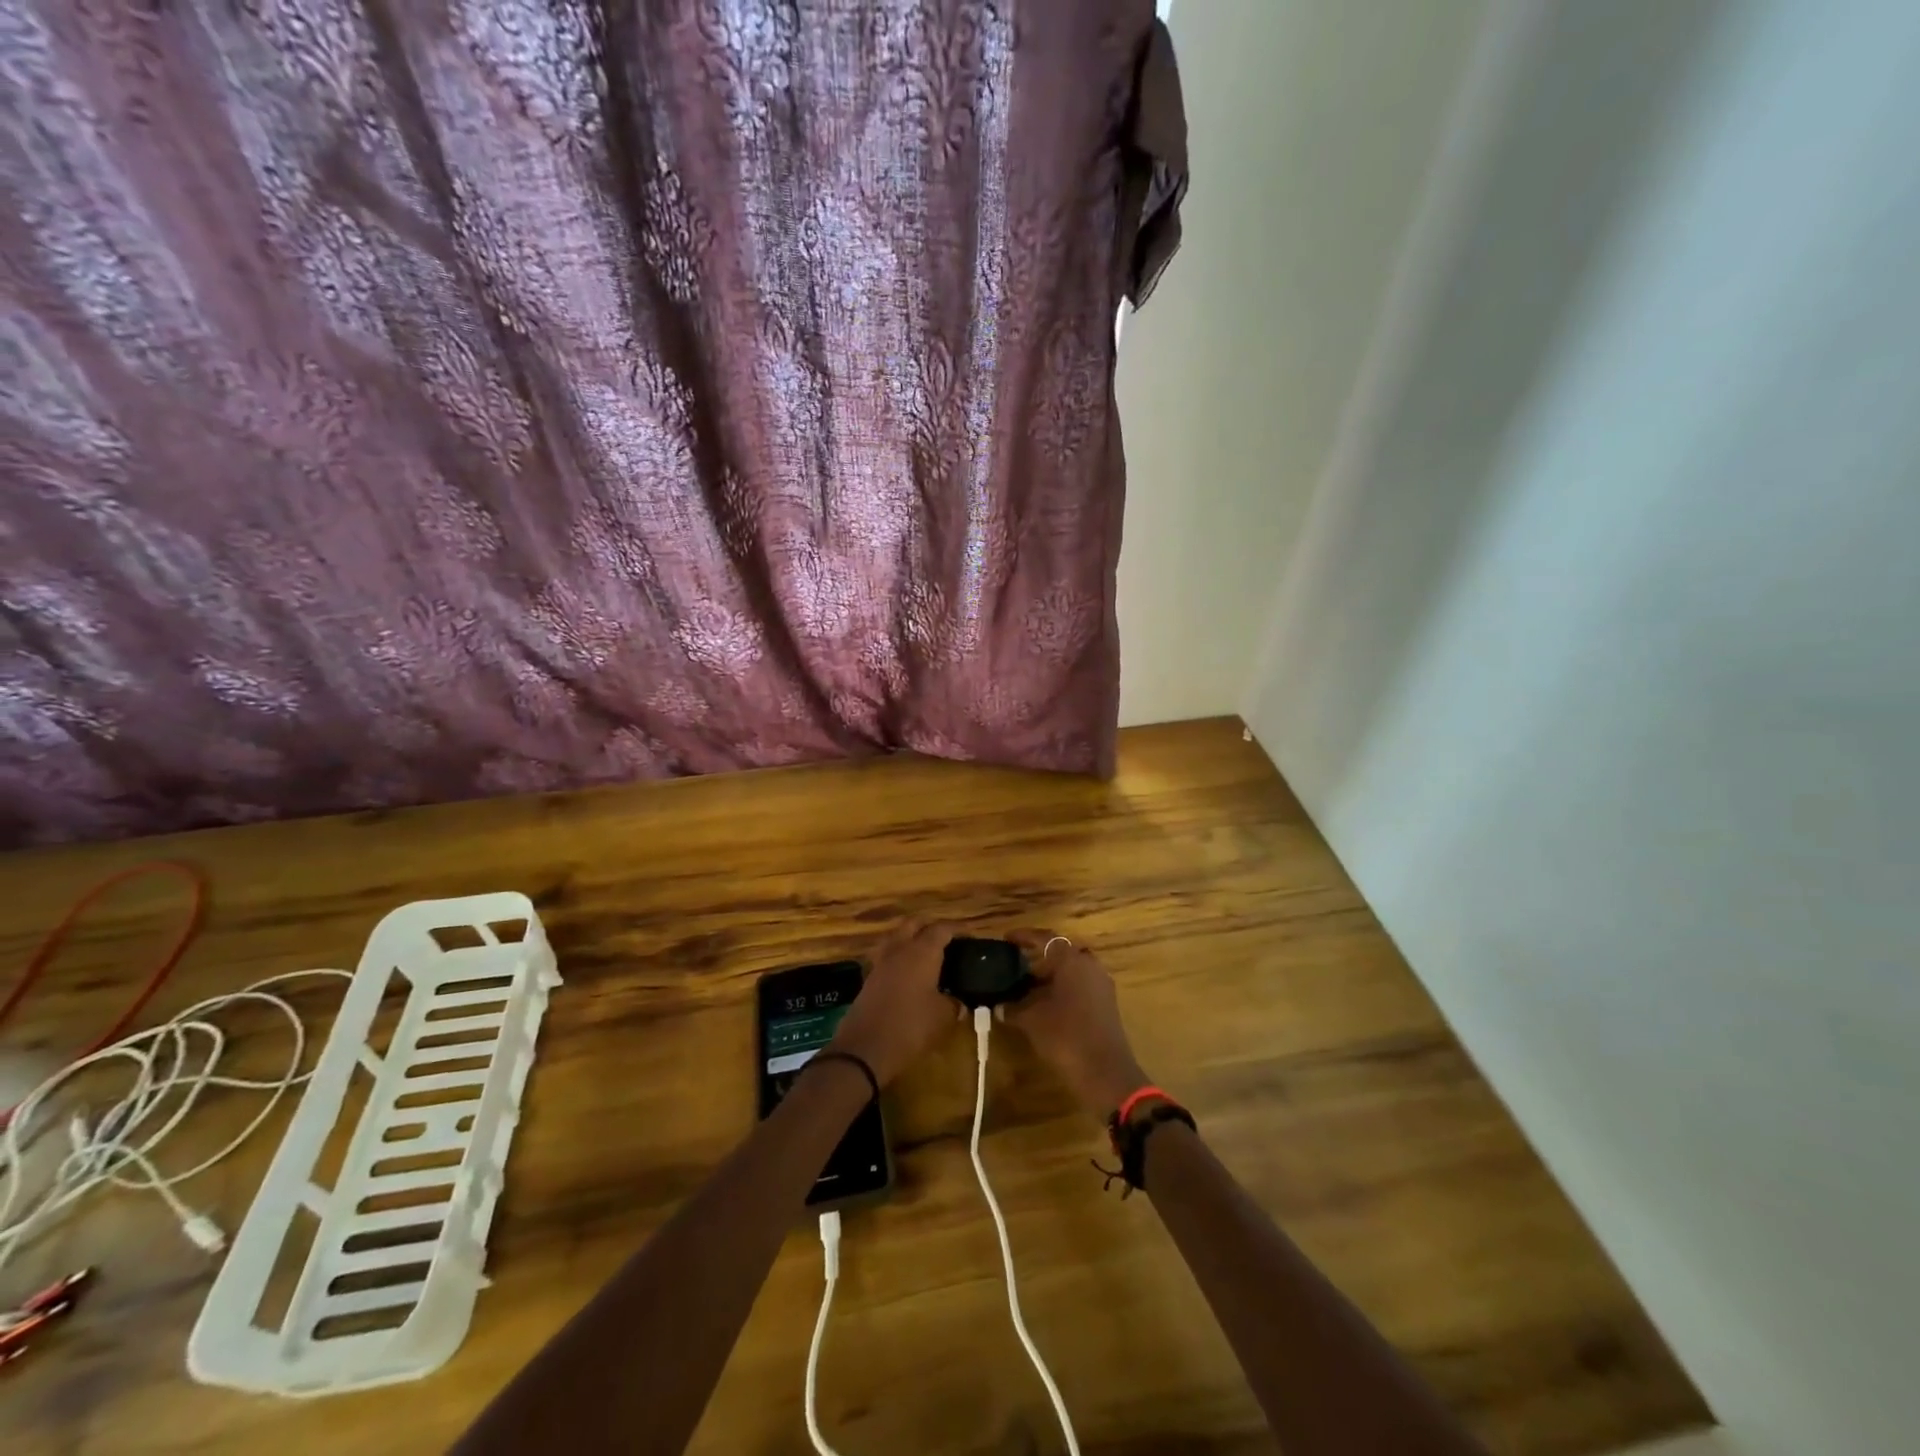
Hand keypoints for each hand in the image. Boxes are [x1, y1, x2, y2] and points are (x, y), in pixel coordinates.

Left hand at [825, 922, 959, 1086]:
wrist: (865, 1048)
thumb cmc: (910, 1026)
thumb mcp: (942, 1017)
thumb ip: (953, 1004)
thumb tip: (958, 1002)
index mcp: (921, 952)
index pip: (942, 929)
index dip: (957, 929)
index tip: (970, 935)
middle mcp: (900, 949)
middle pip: (914, 924)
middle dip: (930, 926)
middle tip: (946, 940)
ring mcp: (881, 962)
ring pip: (897, 937)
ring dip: (911, 938)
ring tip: (926, 954)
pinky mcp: (869, 978)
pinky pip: (887, 956)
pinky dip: (899, 957)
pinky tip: (908, 973)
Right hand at [1004, 930, 1149, 1119]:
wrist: (1105, 1071)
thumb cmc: (1065, 1035)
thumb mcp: (1031, 1019)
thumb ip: (1013, 1007)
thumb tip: (999, 1005)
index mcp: (1071, 959)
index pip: (1045, 938)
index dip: (1024, 937)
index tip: (1006, 939)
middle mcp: (1089, 965)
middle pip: (1060, 953)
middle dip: (1037, 959)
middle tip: (1015, 967)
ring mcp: (1101, 984)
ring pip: (1071, 971)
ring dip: (1050, 977)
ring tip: (1026, 989)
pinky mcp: (1106, 1004)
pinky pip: (1080, 986)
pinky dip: (1062, 990)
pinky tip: (1045, 1006)